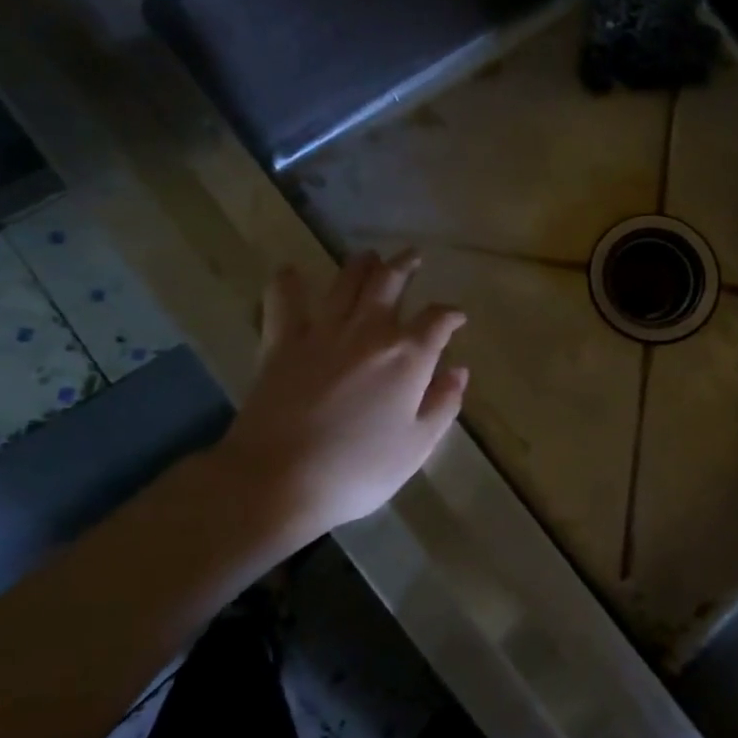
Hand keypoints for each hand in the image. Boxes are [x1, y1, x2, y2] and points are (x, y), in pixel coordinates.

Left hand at [208, 250, 467, 556]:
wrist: (278, 481)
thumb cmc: (359, 470)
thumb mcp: (417, 445)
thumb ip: (443, 403)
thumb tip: (459, 371)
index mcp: (408, 356)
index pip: (437, 320)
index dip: (450, 314)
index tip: (457, 317)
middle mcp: (368, 332)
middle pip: (390, 283)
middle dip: (405, 266)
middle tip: (413, 257)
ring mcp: (322, 332)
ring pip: (346, 282)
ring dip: (361, 265)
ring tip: (369, 256)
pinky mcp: (281, 343)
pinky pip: (284, 302)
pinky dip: (287, 283)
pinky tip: (290, 272)